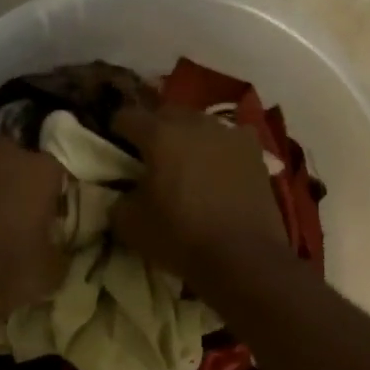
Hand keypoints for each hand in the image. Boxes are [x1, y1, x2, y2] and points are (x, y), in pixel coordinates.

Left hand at [0, 114, 66, 332]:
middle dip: (10, 173)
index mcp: (40, 171)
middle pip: (12, 150)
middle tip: (4, 206)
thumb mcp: (52, 269)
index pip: (51, 168)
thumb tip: (53, 240)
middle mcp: (4, 149)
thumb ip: (57, 243)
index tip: (41, 212)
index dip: (45, 190)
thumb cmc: (9, 277)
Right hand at [110, 106, 289, 285]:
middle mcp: (194, 123)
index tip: (114, 144)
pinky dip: (219, 149)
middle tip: (148, 154)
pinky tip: (218, 168)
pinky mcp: (255, 151)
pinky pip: (229, 139)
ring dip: (187, 136)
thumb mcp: (130, 225)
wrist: (243, 256)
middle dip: (153, 128)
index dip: (116, 129)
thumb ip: (119, 200)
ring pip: (199, 123)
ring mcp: (229, 134)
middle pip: (165, 113)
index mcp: (159, 134)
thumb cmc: (180, 236)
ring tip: (185, 161)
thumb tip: (124, 194)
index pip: (127, 116)